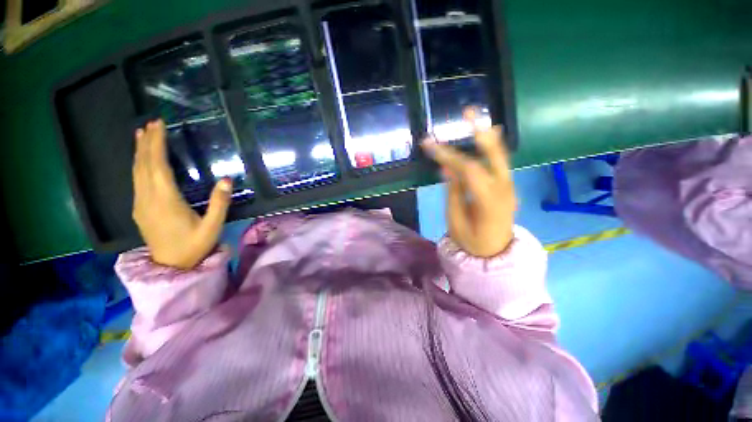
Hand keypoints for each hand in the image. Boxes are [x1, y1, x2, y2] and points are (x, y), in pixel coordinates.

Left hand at [132, 120, 231, 268]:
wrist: (172, 266)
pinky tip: (141, 159)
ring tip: (142, 134)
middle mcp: (148, 199)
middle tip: (151, 123)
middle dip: (146, 142)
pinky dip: (138, 164)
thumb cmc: (195, 245)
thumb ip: (219, 204)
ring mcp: (140, 204)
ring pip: (136, 171)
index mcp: (166, 201)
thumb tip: (226, 179)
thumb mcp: (213, 227)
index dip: (157, 145)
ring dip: (140, 151)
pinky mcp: (139, 208)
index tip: (158, 126)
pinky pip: (136, 180)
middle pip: (143, 165)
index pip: (157, 166)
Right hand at [421, 108, 516, 257]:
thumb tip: (446, 168)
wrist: (495, 254)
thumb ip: (454, 192)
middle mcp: (504, 189)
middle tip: (468, 112)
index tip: (429, 144)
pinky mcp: (506, 186)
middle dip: (479, 131)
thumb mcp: (456, 220)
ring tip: (475, 116)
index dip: (448, 155)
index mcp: (489, 201)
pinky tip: (489, 134)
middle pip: (493, 155)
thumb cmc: (471, 241)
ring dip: (487, 135)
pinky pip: (500, 163)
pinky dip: (493, 147)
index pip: (468, 169)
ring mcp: (509, 186)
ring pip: (499, 155)